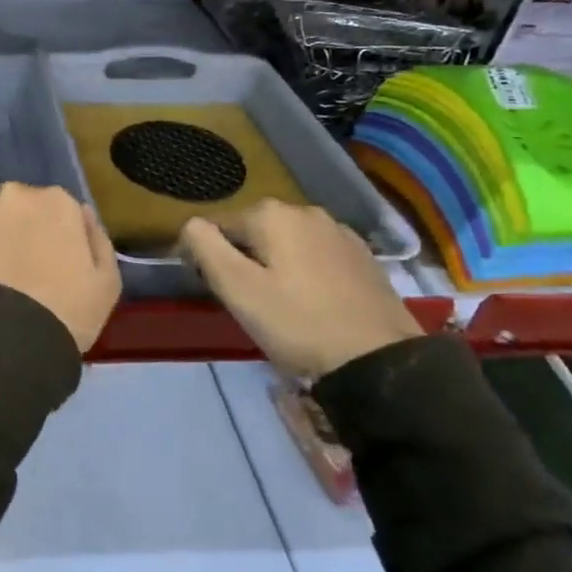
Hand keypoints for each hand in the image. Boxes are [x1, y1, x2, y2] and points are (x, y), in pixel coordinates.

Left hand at [0, 184, 122, 352]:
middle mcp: (15, 195)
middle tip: (21, 271)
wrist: (6, 340)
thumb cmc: (67, 313)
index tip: (53, 263)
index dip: (56, 237)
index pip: (59, 210)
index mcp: (58, 202)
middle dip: (21, 230)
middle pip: (20, 208)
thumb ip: (97, 240)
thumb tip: (84, 215)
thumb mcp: (107, 283)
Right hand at [178, 201, 421, 381]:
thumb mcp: (238, 289)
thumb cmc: (298, 323)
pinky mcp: (362, 256)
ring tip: (276, 303)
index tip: (209, 289)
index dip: (204, 255)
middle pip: (252, 230)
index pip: (216, 225)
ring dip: (273, 263)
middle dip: (241, 257)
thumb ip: (206, 248)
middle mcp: (305, 210)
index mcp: (271, 214)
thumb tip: (191, 223)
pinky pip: (316, 254)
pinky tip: (311, 300)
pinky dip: (304, 270)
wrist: (381, 361)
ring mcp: (339, 231)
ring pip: (286, 241)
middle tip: (243, 300)